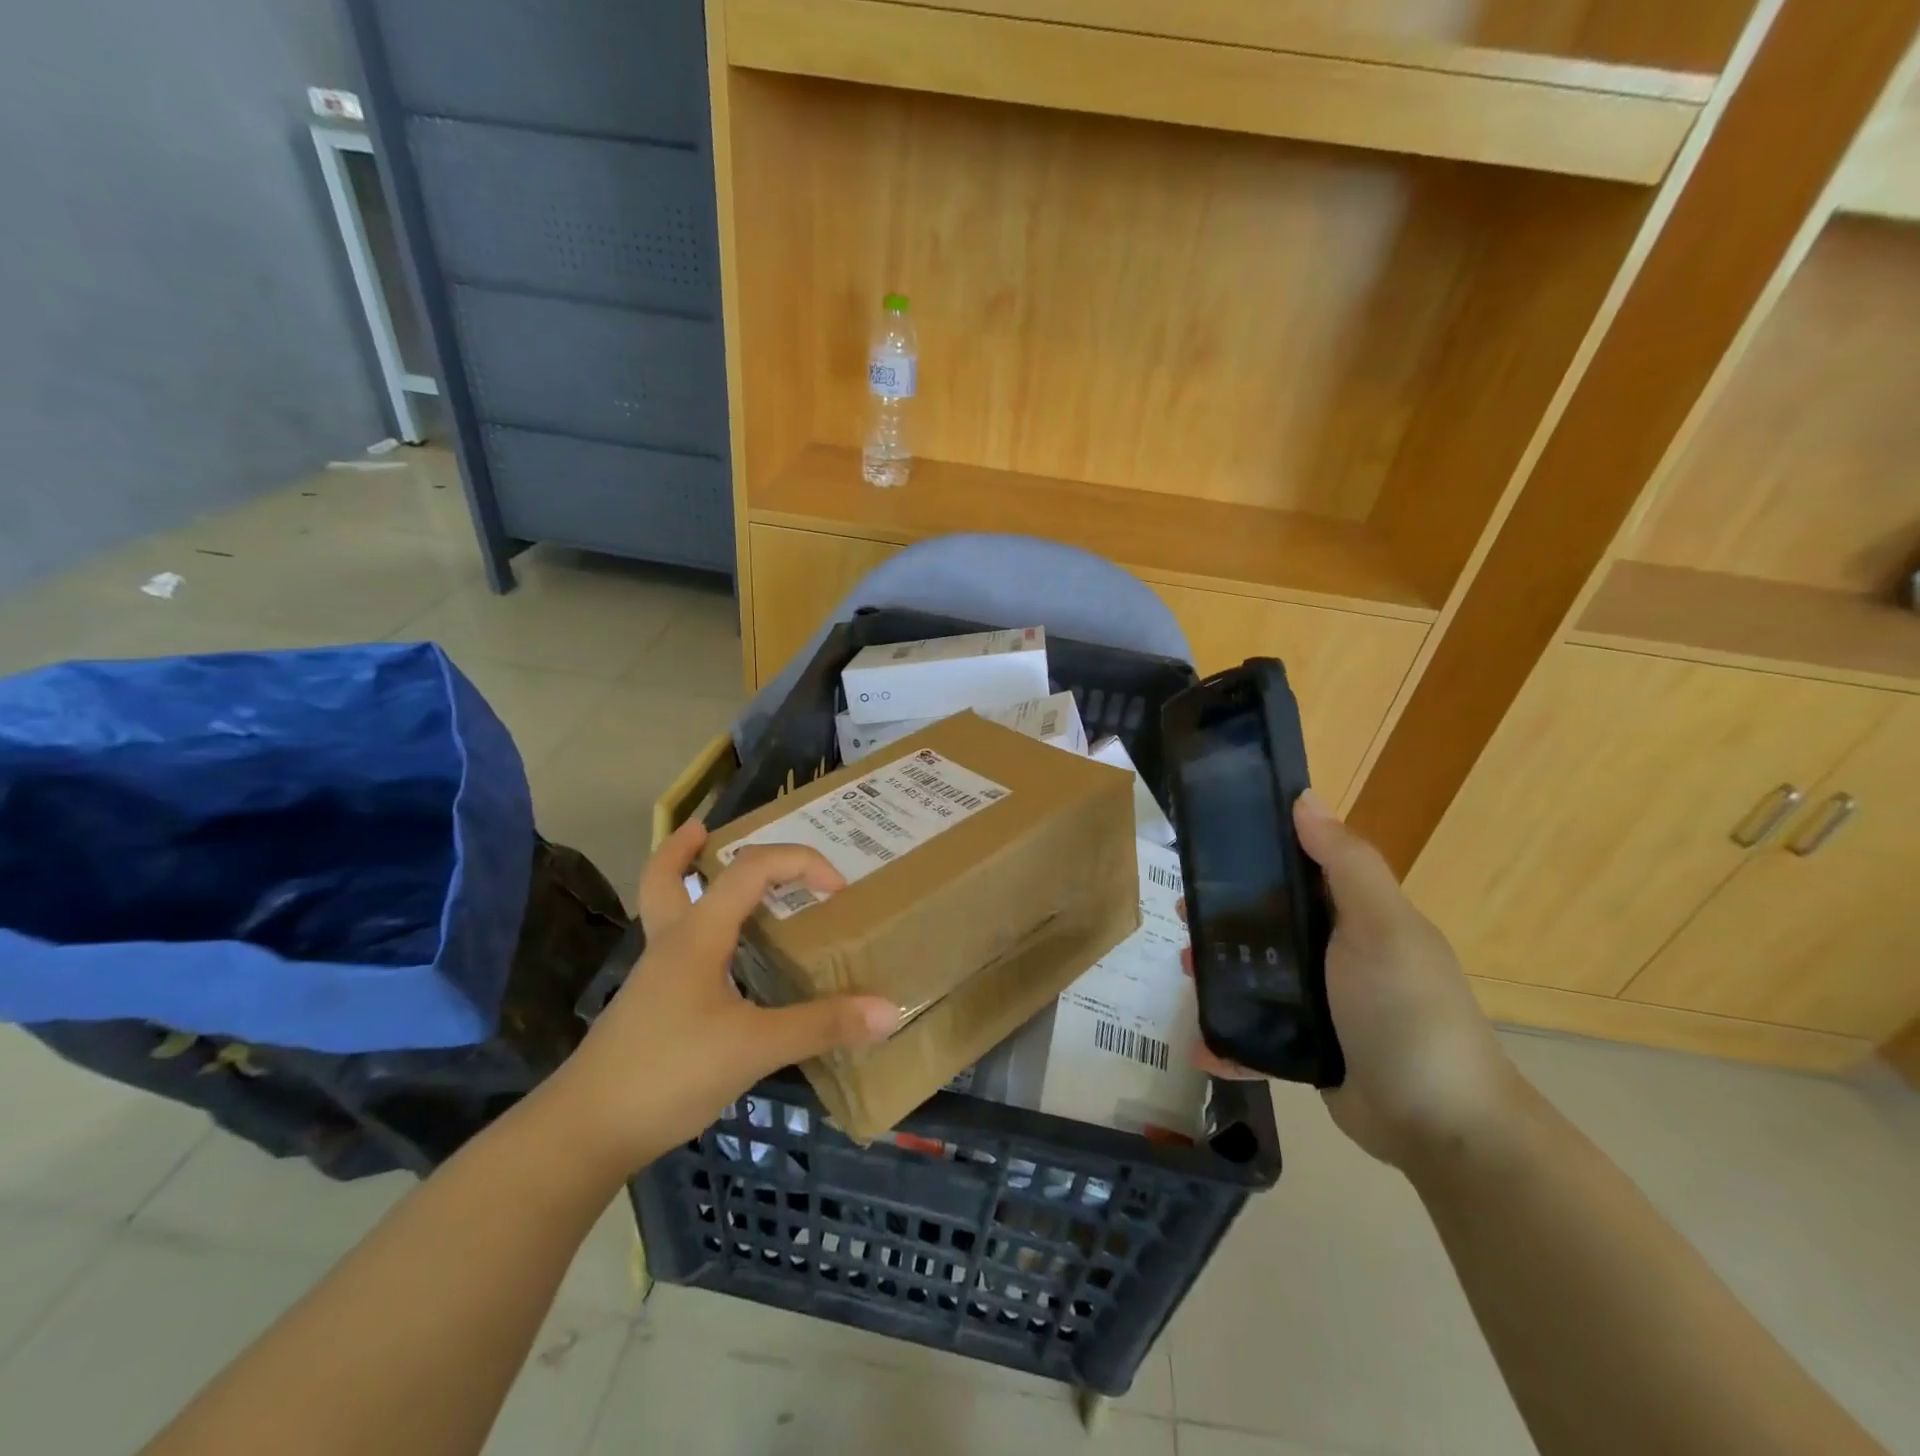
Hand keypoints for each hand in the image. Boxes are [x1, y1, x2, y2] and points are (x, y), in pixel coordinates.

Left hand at [549, 821, 899, 1173]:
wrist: (584, 1132)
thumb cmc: (669, 1072)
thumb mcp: (754, 1047)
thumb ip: (821, 1026)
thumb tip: (889, 1011)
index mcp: (698, 934)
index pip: (751, 868)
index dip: (799, 862)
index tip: (838, 888)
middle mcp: (672, 943)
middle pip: (666, 875)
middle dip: (687, 847)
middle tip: (713, 831)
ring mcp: (656, 976)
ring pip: (666, 910)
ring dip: (688, 884)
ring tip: (719, 884)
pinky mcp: (652, 1007)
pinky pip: (678, 949)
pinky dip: (699, 934)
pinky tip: (724, 964)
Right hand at [1185, 792, 1523, 1170]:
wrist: (1443, 1128)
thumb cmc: (1408, 1011)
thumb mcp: (1382, 927)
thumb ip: (1345, 864)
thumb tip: (1305, 797)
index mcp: (1355, 916)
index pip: (1298, 869)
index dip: (1254, 854)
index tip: (1206, 849)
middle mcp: (1336, 952)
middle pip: (1265, 921)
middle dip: (1221, 916)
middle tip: (1182, 915)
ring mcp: (1321, 1003)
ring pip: (1254, 974)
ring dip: (1215, 971)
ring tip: (1184, 971)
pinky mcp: (1307, 1048)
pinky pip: (1255, 1034)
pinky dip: (1226, 1039)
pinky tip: (1198, 1045)